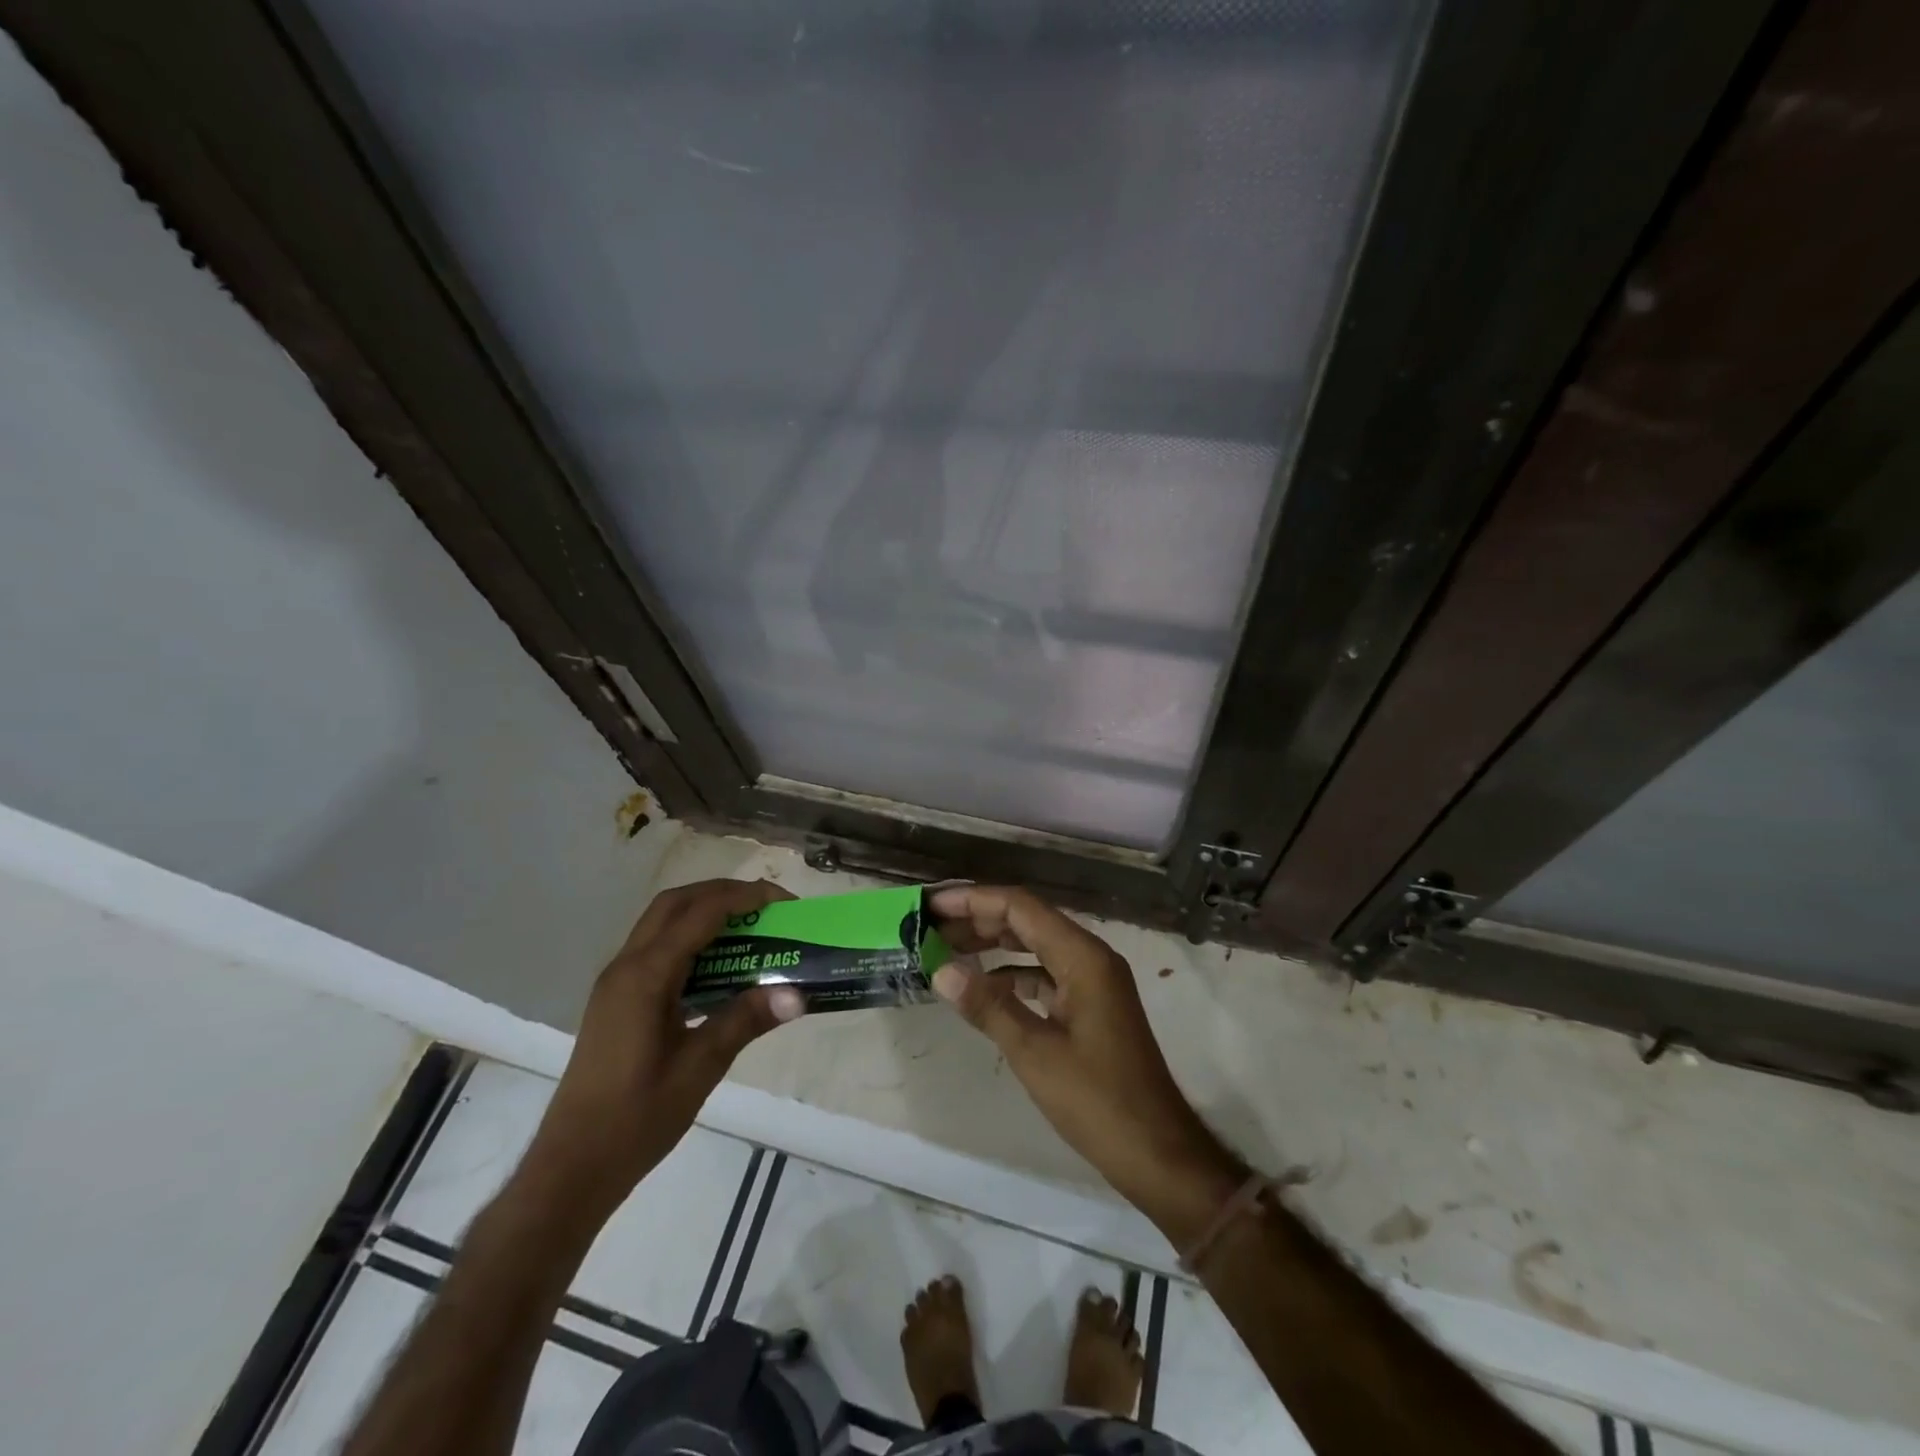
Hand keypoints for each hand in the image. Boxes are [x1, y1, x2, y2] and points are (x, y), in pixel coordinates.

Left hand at [523, 879, 805, 1222]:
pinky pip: (657, 948)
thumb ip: (746, 1020)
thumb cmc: (636, 1118)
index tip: (784, 902)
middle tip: (767, 907)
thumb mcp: (700, 1067)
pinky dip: (691, 939)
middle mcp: (626, 966)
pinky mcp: (617, 999)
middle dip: (723, 894)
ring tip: (750, 928)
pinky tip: (719, 967)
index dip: (744, 898)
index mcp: (645, 976)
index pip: (700, 914)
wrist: (572, 1167)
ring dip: (705, 913)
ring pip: (662, 922)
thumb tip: (797, 993)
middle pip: (675, 903)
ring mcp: (617, 982)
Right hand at [929, 885, 1245, 1243]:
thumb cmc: (1098, 1101)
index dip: (975, 900)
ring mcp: (1094, 982)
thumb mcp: (1035, 1053)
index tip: (934, 905)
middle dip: (980, 919)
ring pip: (1036, 946)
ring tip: (948, 950)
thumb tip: (941, 971)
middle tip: (931, 927)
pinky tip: (984, 988)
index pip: (1021, 907)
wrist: (1157, 1152)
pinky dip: (1013, 974)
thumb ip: (988, 1006)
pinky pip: (1046, 974)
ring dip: (994, 944)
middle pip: (1028, 921)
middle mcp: (1091, 958)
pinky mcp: (1091, 1006)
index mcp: (1083, 957)